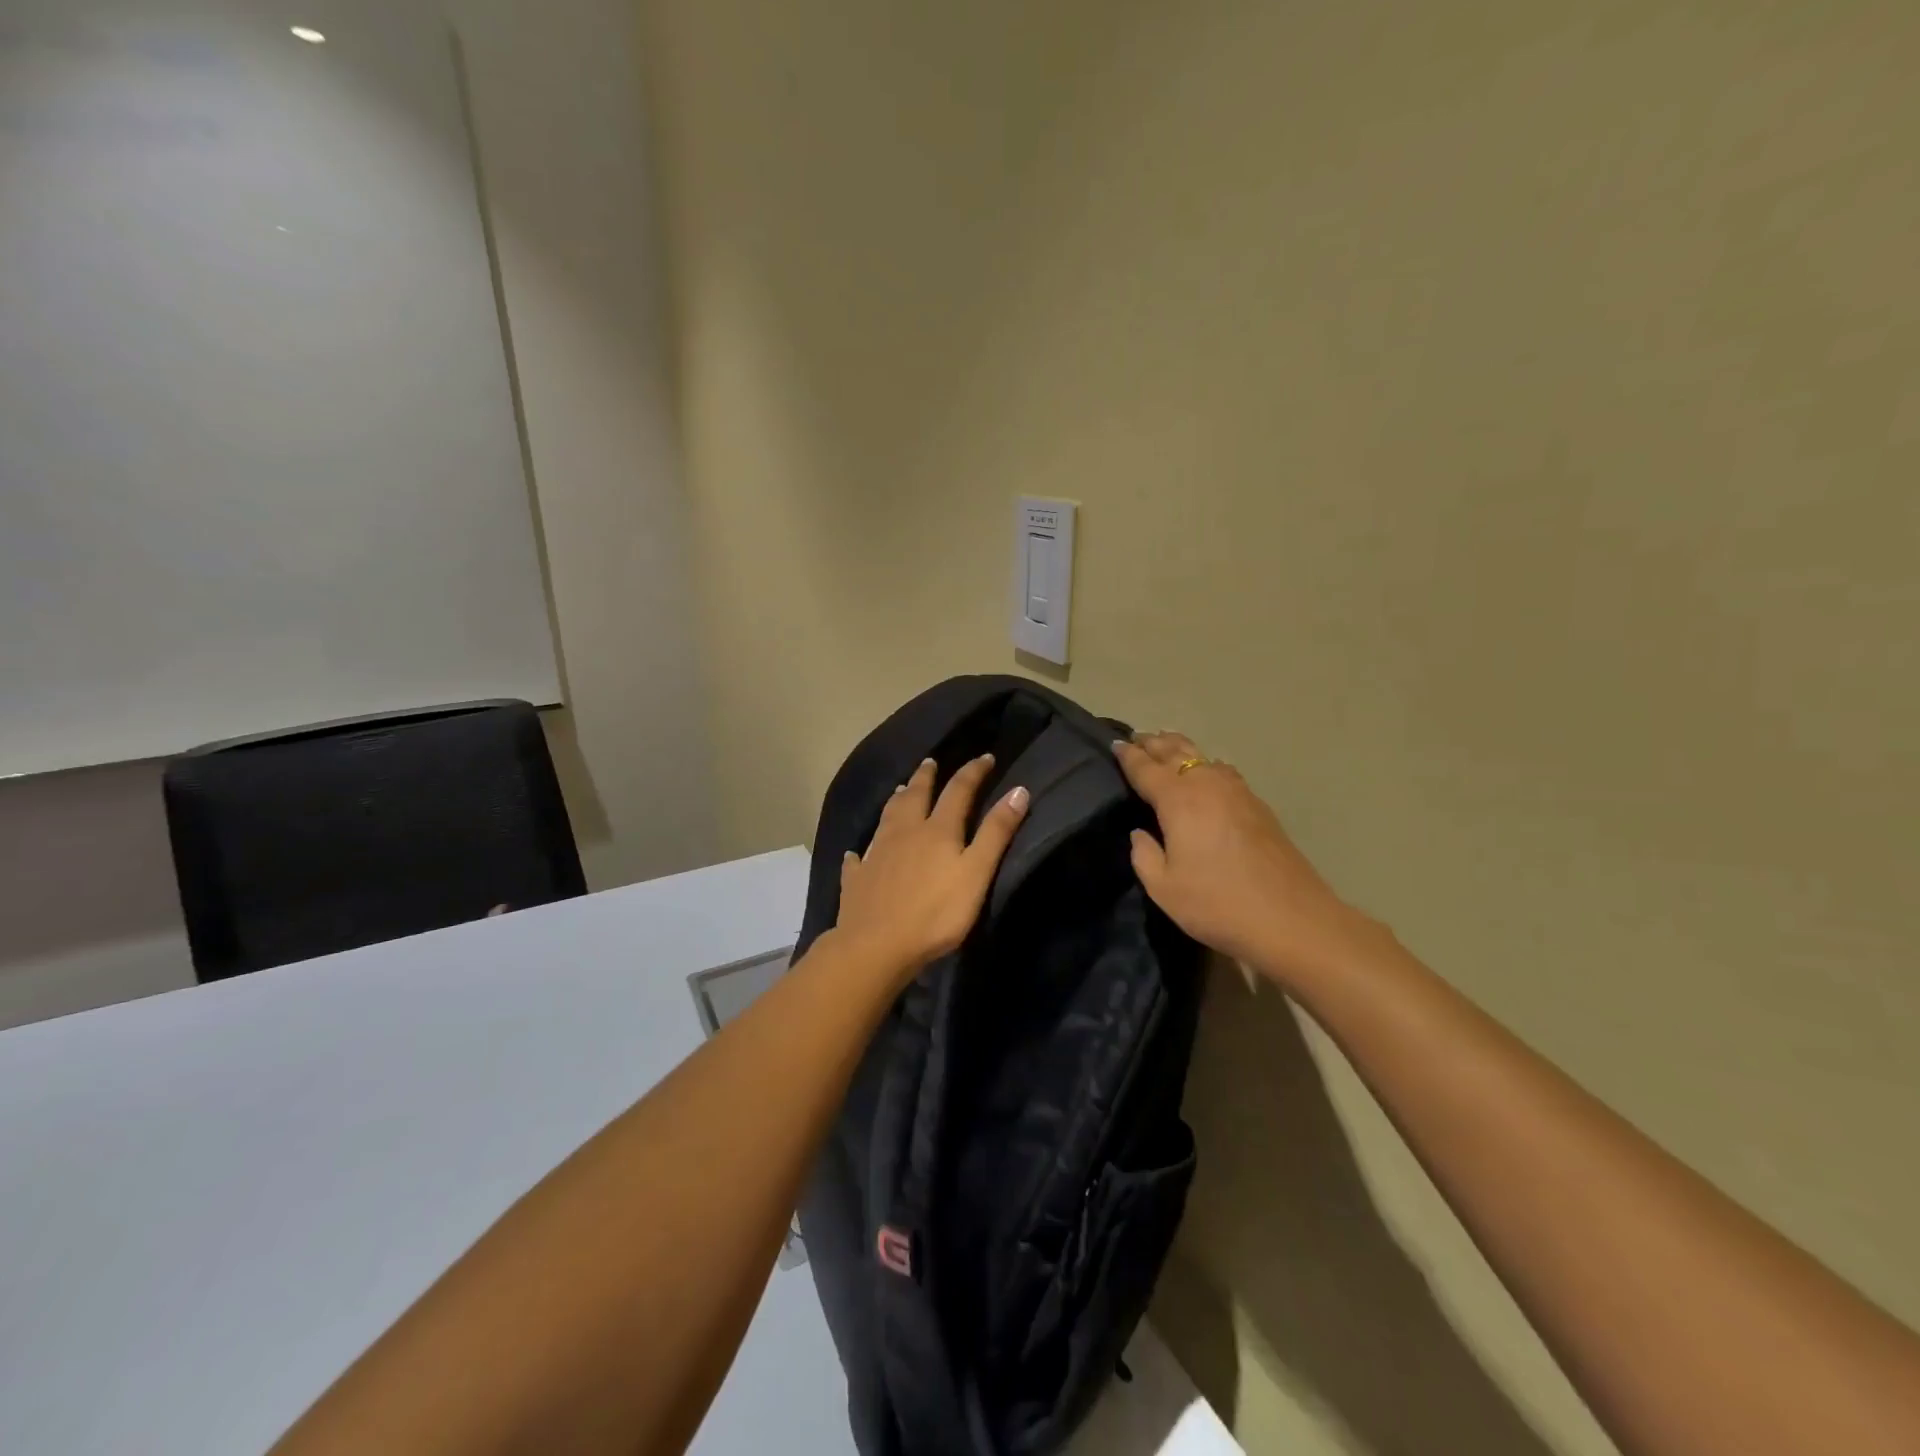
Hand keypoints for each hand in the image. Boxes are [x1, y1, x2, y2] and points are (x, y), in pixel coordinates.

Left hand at [834, 755, 1030, 980]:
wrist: (876, 946)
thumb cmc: (935, 913)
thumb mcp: (976, 873)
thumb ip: (996, 833)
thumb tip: (1018, 790)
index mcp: (937, 830)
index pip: (958, 790)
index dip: (973, 772)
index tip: (985, 757)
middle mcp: (904, 832)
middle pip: (915, 795)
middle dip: (926, 777)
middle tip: (930, 762)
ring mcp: (877, 854)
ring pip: (887, 817)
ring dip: (896, 800)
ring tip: (900, 789)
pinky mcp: (858, 879)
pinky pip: (859, 859)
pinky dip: (861, 851)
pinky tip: (856, 852)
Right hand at [1115, 732, 1366, 984]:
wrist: (1292, 919)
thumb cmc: (1217, 904)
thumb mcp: (1164, 888)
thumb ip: (1144, 855)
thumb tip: (1140, 833)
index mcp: (1178, 800)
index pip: (1146, 768)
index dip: (1128, 756)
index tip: (1114, 744)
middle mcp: (1207, 785)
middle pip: (1176, 752)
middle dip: (1154, 743)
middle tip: (1137, 738)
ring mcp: (1238, 792)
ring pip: (1203, 758)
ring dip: (1181, 749)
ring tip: (1167, 747)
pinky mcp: (1258, 806)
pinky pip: (1223, 772)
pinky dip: (1206, 765)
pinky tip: (1207, 774)